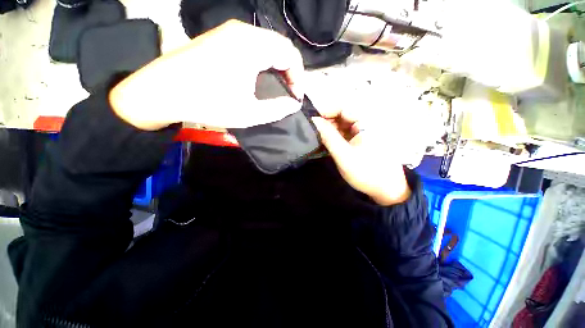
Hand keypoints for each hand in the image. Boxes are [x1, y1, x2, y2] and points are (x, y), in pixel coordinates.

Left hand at [110, 20, 303, 130]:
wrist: (161, 92)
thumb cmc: (208, 103)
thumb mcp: (249, 113)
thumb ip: (277, 109)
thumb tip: (294, 104)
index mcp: (252, 46)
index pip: (290, 54)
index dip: (298, 77)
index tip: (295, 97)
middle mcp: (243, 31)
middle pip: (280, 46)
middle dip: (290, 71)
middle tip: (288, 92)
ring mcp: (229, 32)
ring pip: (267, 44)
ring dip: (277, 65)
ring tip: (277, 86)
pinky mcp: (220, 37)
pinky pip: (252, 45)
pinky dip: (263, 60)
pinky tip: (259, 76)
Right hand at [311, 108, 410, 205]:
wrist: (386, 189)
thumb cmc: (366, 172)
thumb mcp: (343, 155)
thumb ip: (328, 137)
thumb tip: (313, 121)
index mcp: (367, 121)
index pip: (342, 107)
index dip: (325, 111)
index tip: (311, 121)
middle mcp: (367, 121)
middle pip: (342, 115)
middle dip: (326, 122)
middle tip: (312, 132)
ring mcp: (365, 130)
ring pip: (342, 124)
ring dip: (329, 130)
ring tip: (318, 138)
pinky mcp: (362, 138)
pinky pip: (346, 132)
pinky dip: (335, 136)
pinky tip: (327, 143)